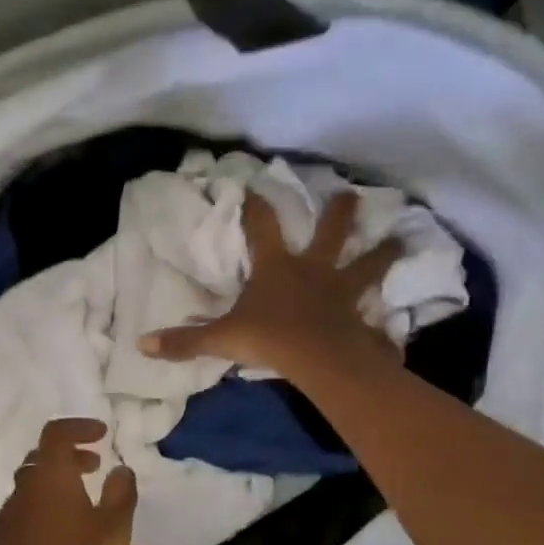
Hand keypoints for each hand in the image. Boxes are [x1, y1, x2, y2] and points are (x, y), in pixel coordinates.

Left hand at [0, 417, 136, 544]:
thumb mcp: (113, 530)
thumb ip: (120, 494)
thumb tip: (120, 469)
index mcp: (49, 476)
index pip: (57, 433)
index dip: (79, 428)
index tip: (102, 435)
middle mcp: (23, 489)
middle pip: (41, 459)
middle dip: (69, 458)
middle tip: (94, 468)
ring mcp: (7, 517)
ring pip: (31, 488)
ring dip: (56, 487)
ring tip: (83, 506)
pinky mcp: (0, 544)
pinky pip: (25, 515)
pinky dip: (44, 512)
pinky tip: (62, 537)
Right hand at [139, 191, 402, 379]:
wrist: (319, 358)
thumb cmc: (269, 338)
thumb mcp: (221, 339)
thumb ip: (185, 341)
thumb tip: (142, 344)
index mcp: (277, 268)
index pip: (263, 228)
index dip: (257, 207)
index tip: (256, 186)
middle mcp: (313, 271)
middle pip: (330, 234)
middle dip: (339, 213)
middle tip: (351, 195)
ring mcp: (341, 292)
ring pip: (366, 264)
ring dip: (382, 252)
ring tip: (401, 238)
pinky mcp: (360, 317)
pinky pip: (375, 312)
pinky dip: (387, 313)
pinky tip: (400, 313)